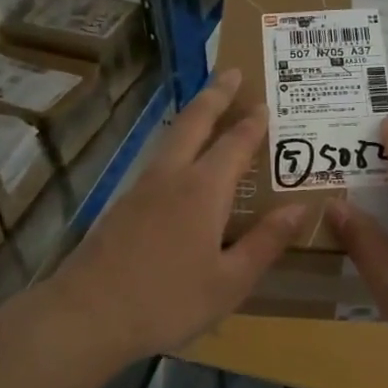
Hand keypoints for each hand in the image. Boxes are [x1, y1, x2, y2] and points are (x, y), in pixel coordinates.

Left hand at [49, 68, 303, 361]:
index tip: (265, 102)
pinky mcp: (121, 207)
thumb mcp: (230, 281)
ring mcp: (140, 190)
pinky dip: (174, 146)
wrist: (88, 315)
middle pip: (194, 123)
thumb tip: (300, 207)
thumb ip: (266, 242)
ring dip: (192, 117)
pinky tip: (176, 164)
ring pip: (170, 139)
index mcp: (203, 191)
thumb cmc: (168, 300)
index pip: (234, 144)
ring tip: (206, 108)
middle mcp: (171, 178)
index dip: (252, 123)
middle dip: (215, 95)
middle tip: (231, 71)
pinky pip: (156, 162)